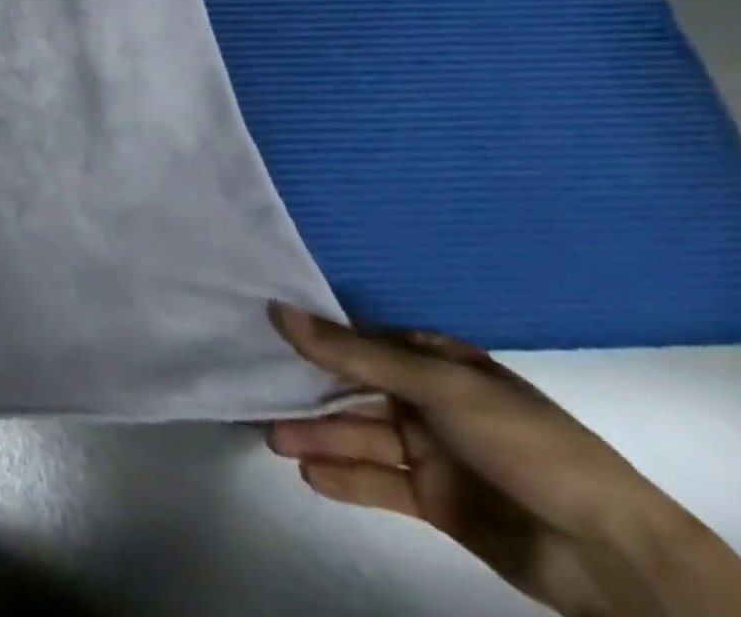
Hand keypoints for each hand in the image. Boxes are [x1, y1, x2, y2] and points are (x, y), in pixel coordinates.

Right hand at [266, 303, 740, 616]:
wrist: (611, 555)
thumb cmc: (524, 442)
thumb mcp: (436, 383)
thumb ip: (352, 353)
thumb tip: (276, 310)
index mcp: (435, 361)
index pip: (359, 342)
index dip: (313, 339)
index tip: (261, 332)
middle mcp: (427, 400)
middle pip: (352, 391)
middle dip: (307, 393)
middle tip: (255, 391)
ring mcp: (432, 452)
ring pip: (359, 436)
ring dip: (318, 437)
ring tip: (272, 438)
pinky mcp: (436, 501)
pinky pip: (379, 482)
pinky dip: (345, 478)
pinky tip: (310, 473)